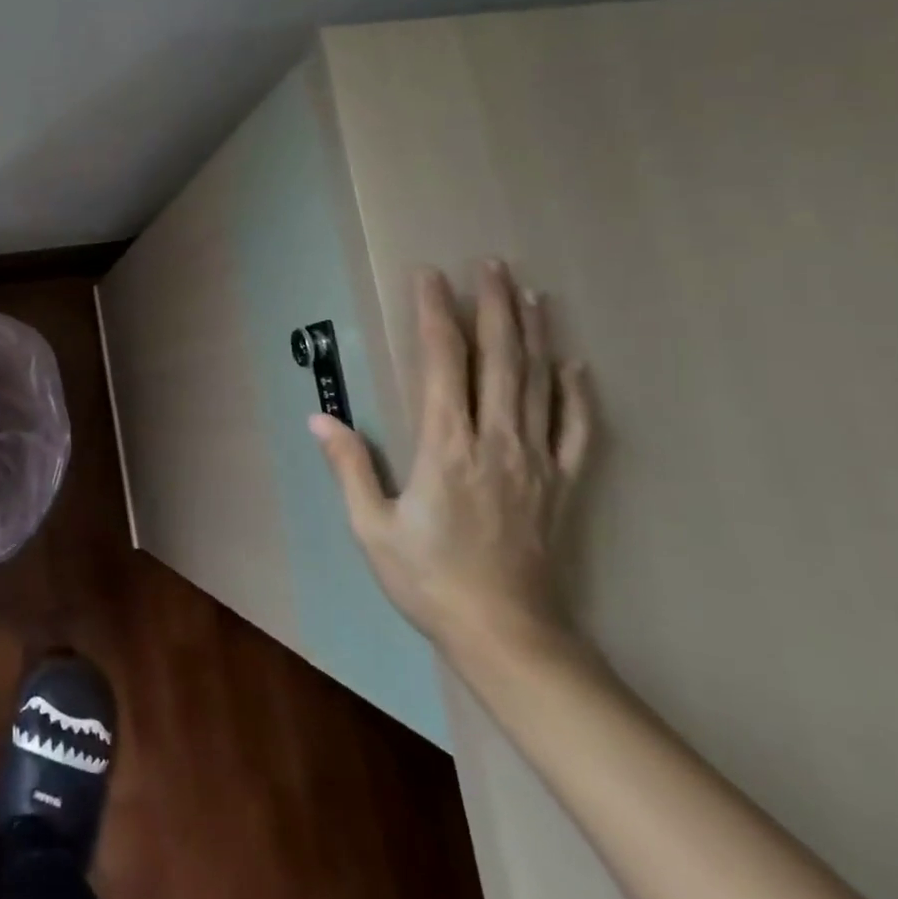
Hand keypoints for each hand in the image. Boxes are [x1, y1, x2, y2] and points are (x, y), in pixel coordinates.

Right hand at [310, 260, 594, 660]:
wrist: (507, 634)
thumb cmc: (429, 579)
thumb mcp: (372, 527)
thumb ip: (351, 467)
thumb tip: (319, 418)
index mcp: (446, 445)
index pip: (443, 363)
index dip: (436, 314)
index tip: (431, 277)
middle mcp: (496, 440)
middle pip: (499, 359)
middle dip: (493, 306)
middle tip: (492, 264)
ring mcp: (536, 460)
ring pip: (539, 383)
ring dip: (534, 334)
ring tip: (531, 294)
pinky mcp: (561, 484)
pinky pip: (577, 429)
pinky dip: (577, 393)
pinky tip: (575, 366)